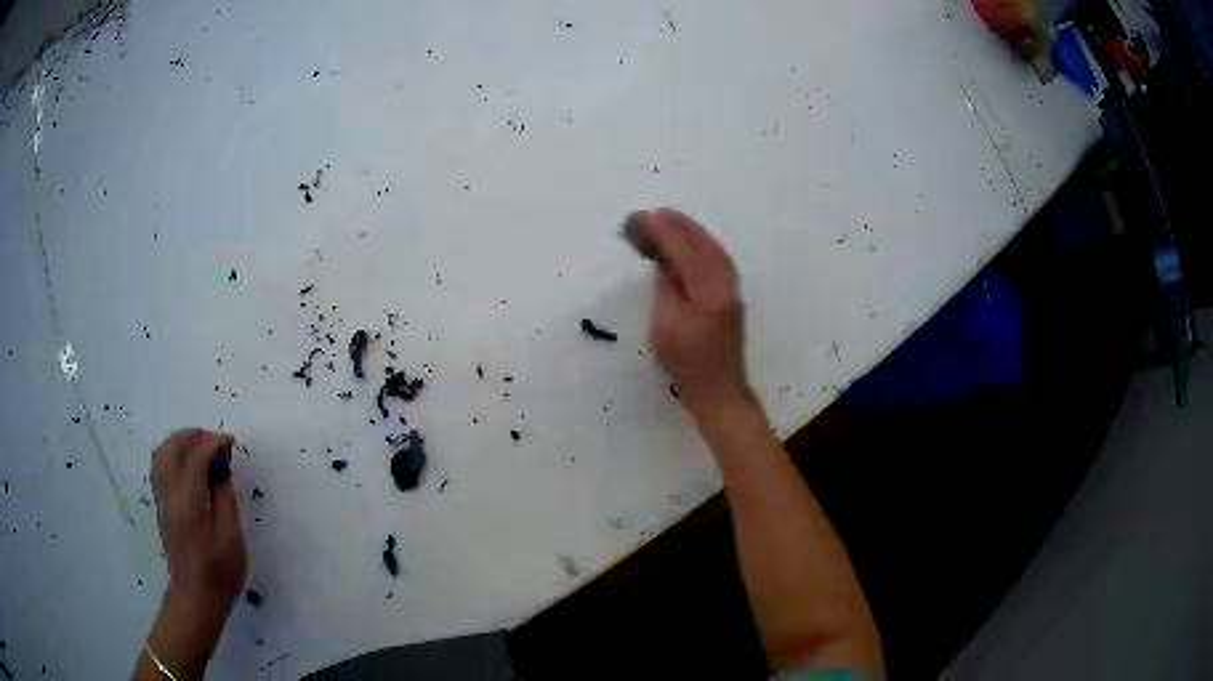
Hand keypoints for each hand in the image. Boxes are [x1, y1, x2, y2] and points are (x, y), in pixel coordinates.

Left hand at [138, 430, 245, 679]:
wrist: (195, 599)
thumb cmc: (219, 573)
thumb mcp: (231, 538)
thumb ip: (225, 498)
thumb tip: (223, 469)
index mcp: (188, 503)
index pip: (195, 457)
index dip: (213, 443)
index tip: (231, 441)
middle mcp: (169, 495)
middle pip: (172, 447)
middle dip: (193, 436)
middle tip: (216, 443)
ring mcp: (161, 499)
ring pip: (161, 453)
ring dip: (181, 443)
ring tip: (202, 450)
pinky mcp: (161, 506)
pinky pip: (160, 467)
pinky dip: (173, 456)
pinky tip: (189, 468)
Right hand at [636, 208, 750, 414]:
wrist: (720, 390)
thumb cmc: (688, 363)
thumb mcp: (666, 326)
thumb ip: (667, 287)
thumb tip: (665, 260)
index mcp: (707, 290)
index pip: (683, 250)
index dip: (661, 232)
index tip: (641, 218)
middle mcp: (725, 283)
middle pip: (702, 243)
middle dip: (678, 225)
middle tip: (652, 212)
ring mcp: (731, 289)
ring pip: (712, 249)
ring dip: (690, 232)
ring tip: (668, 219)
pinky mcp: (730, 296)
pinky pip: (716, 259)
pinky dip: (700, 245)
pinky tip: (689, 243)